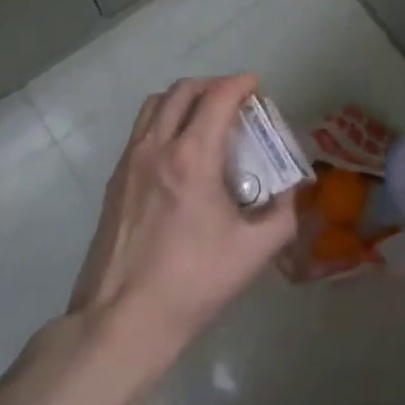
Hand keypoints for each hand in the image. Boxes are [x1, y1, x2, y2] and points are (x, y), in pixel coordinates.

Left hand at [68, 75, 296, 366]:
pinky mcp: (115, 181)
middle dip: (213, 85)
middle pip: (183, 91)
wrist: (123, 321)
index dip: (240, 83)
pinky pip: (141, 130)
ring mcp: (130, 161)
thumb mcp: (254, 253)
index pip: (218, 97)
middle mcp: (157, 147)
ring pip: (155, 104)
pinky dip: (163, 122)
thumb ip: (282, 215)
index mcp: (193, 157)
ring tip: (204, 118)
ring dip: (184, 99)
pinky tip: (178, 153)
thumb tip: (289, 193)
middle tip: (234, 101)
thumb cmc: (193, 284)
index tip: (256, 86)